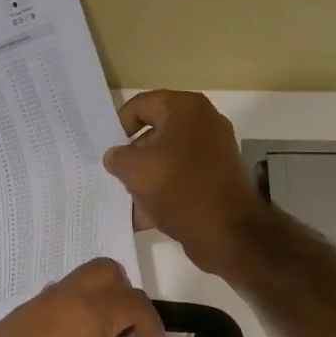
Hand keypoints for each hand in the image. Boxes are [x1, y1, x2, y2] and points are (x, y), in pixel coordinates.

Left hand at [0, 258, 167, 336]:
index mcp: (88, 313)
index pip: (134, 300)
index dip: (152, 325)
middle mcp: (58, 299)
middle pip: (102, 272)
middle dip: (122, 295)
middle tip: (126, 334)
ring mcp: (28, 308)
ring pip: (71, 285)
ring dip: (91, 304)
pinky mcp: (7, 324)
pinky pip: (45, 306)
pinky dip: (63, 318)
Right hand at [103, 90, 271, 275]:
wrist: (227, 232)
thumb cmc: (179, 188)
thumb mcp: (136, 170)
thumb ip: (117, 158)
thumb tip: (115, 156)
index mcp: (186, 109)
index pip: (141, 105)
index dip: (119, 126)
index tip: (108, 151)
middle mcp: (204, 123)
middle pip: (155, 133)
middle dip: (132, 156)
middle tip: (114, 177)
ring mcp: (213, 152)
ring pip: (166, 159)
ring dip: (145, 178)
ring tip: (125, 200)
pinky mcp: (216, 179)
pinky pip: (181, 179)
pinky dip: (162, 193)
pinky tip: (142, 216)